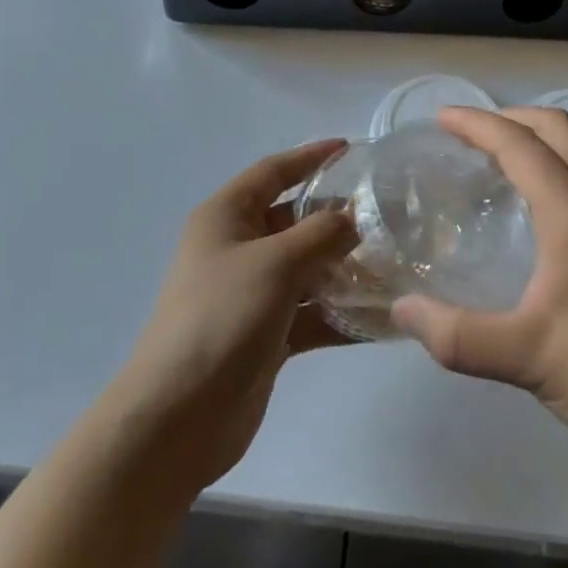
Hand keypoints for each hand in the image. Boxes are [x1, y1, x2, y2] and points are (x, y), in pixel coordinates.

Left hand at [106, 141, 358, 495]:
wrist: (177, 419)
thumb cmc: (222, 318)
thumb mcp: (276, 263)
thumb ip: (322, 233)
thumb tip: (356, 216)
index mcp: (227, 216)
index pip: (274, 172)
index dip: (311, 157)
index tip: (351, 148)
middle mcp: (237, 247)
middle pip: (295, 220)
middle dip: (337, 219)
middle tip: (387, 217)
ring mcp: (250, 293)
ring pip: (306, 268)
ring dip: (343, 268)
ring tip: (391, 265)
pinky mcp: (264, 334)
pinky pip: (308, 313)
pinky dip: (337, 313)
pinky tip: (378, 319)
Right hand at [391, 108, 567, 478]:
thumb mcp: (524, 358)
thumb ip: (457, 336)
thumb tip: (402, 311)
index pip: (519, 144)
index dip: (477, 124)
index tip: (442, 119)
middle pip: (557, 126)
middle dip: (510, 117)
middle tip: (471, 134)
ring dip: (546, 129)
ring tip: (513, 151)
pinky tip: (555, 193)